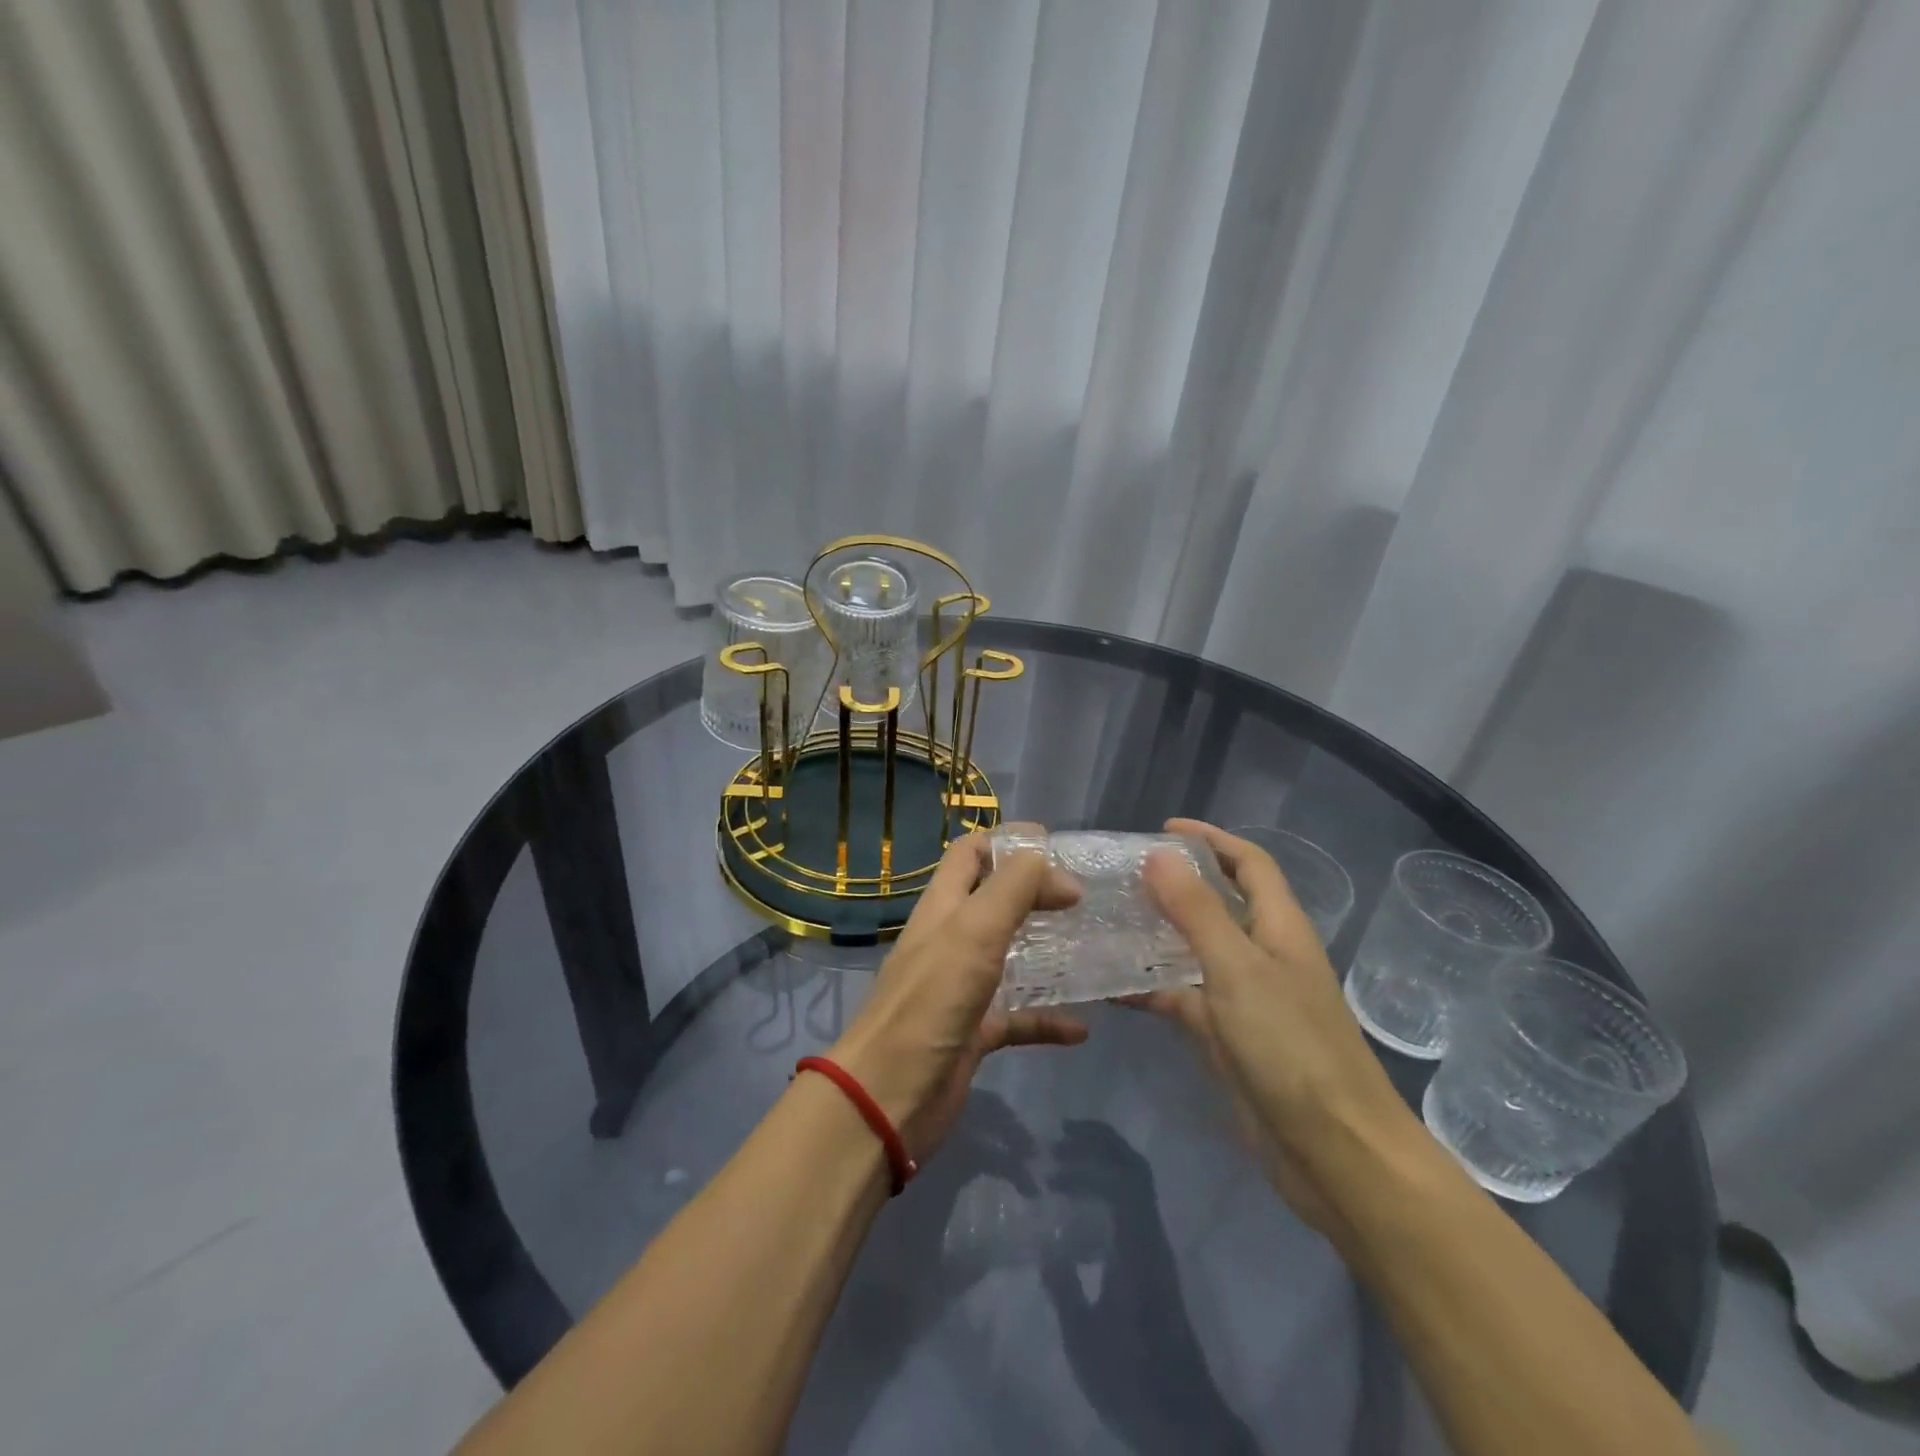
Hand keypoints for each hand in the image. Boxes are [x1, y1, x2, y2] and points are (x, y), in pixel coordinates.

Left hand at [827, 830, 1086, 1163]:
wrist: (888, 1096)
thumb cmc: (930, 1001)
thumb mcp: (973, 930)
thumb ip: (1014, 888)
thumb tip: (1063, 877)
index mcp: (943, 906)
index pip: (971, 853)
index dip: (1009, 841)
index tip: (1059, 848)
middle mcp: (951, 939)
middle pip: (994, 900)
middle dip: (1036, 892)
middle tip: (1085, 898)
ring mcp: (962, 987)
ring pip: (1010, 957)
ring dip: (1046, 951)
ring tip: (1091, 948)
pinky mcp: (974, 1032)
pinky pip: (1018, 1017)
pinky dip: (1047, 1018)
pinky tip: (1081, 1028)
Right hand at [1041, 1121, 1259, 1455]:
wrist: (1184, 1422)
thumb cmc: (1131, 1379)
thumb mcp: (1084, 1338)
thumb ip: (1063, 1287)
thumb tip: (1045, 1247)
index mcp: (1136, 1247)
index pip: (1120, 1180)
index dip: (1086, 1162)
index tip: (1052, 1171)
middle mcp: (1152, 1236)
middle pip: (1134, 1167)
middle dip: (1098, 1142)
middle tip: (1061, 1136)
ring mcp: (1158, 1246)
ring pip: (1138, 1180)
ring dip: (1106, 1157)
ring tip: (1070, 1154)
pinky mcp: (1156, 1260)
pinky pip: (1136, 1200)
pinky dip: (1110, 1181)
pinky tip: (1086, 1196)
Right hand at [1134, 819, 1423, 1237]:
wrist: (1335, 1153)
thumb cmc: (1291, 1047)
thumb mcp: (1237, 968)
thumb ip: (1196, 911)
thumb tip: (1159, 854)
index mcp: (1280, 928)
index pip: (1249, 864)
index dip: (1212, 840)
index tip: (1164, 829)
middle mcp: (1265, 955)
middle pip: (1220, 903)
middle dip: (1178, 883)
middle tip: (1124, 875)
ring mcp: (1247, 999)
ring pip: (1197, 951)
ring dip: (1159, 934)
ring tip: (1108, 921)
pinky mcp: (1230, 1038)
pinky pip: (1184, 998)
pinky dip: (1152, 988)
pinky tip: (1111, 987)